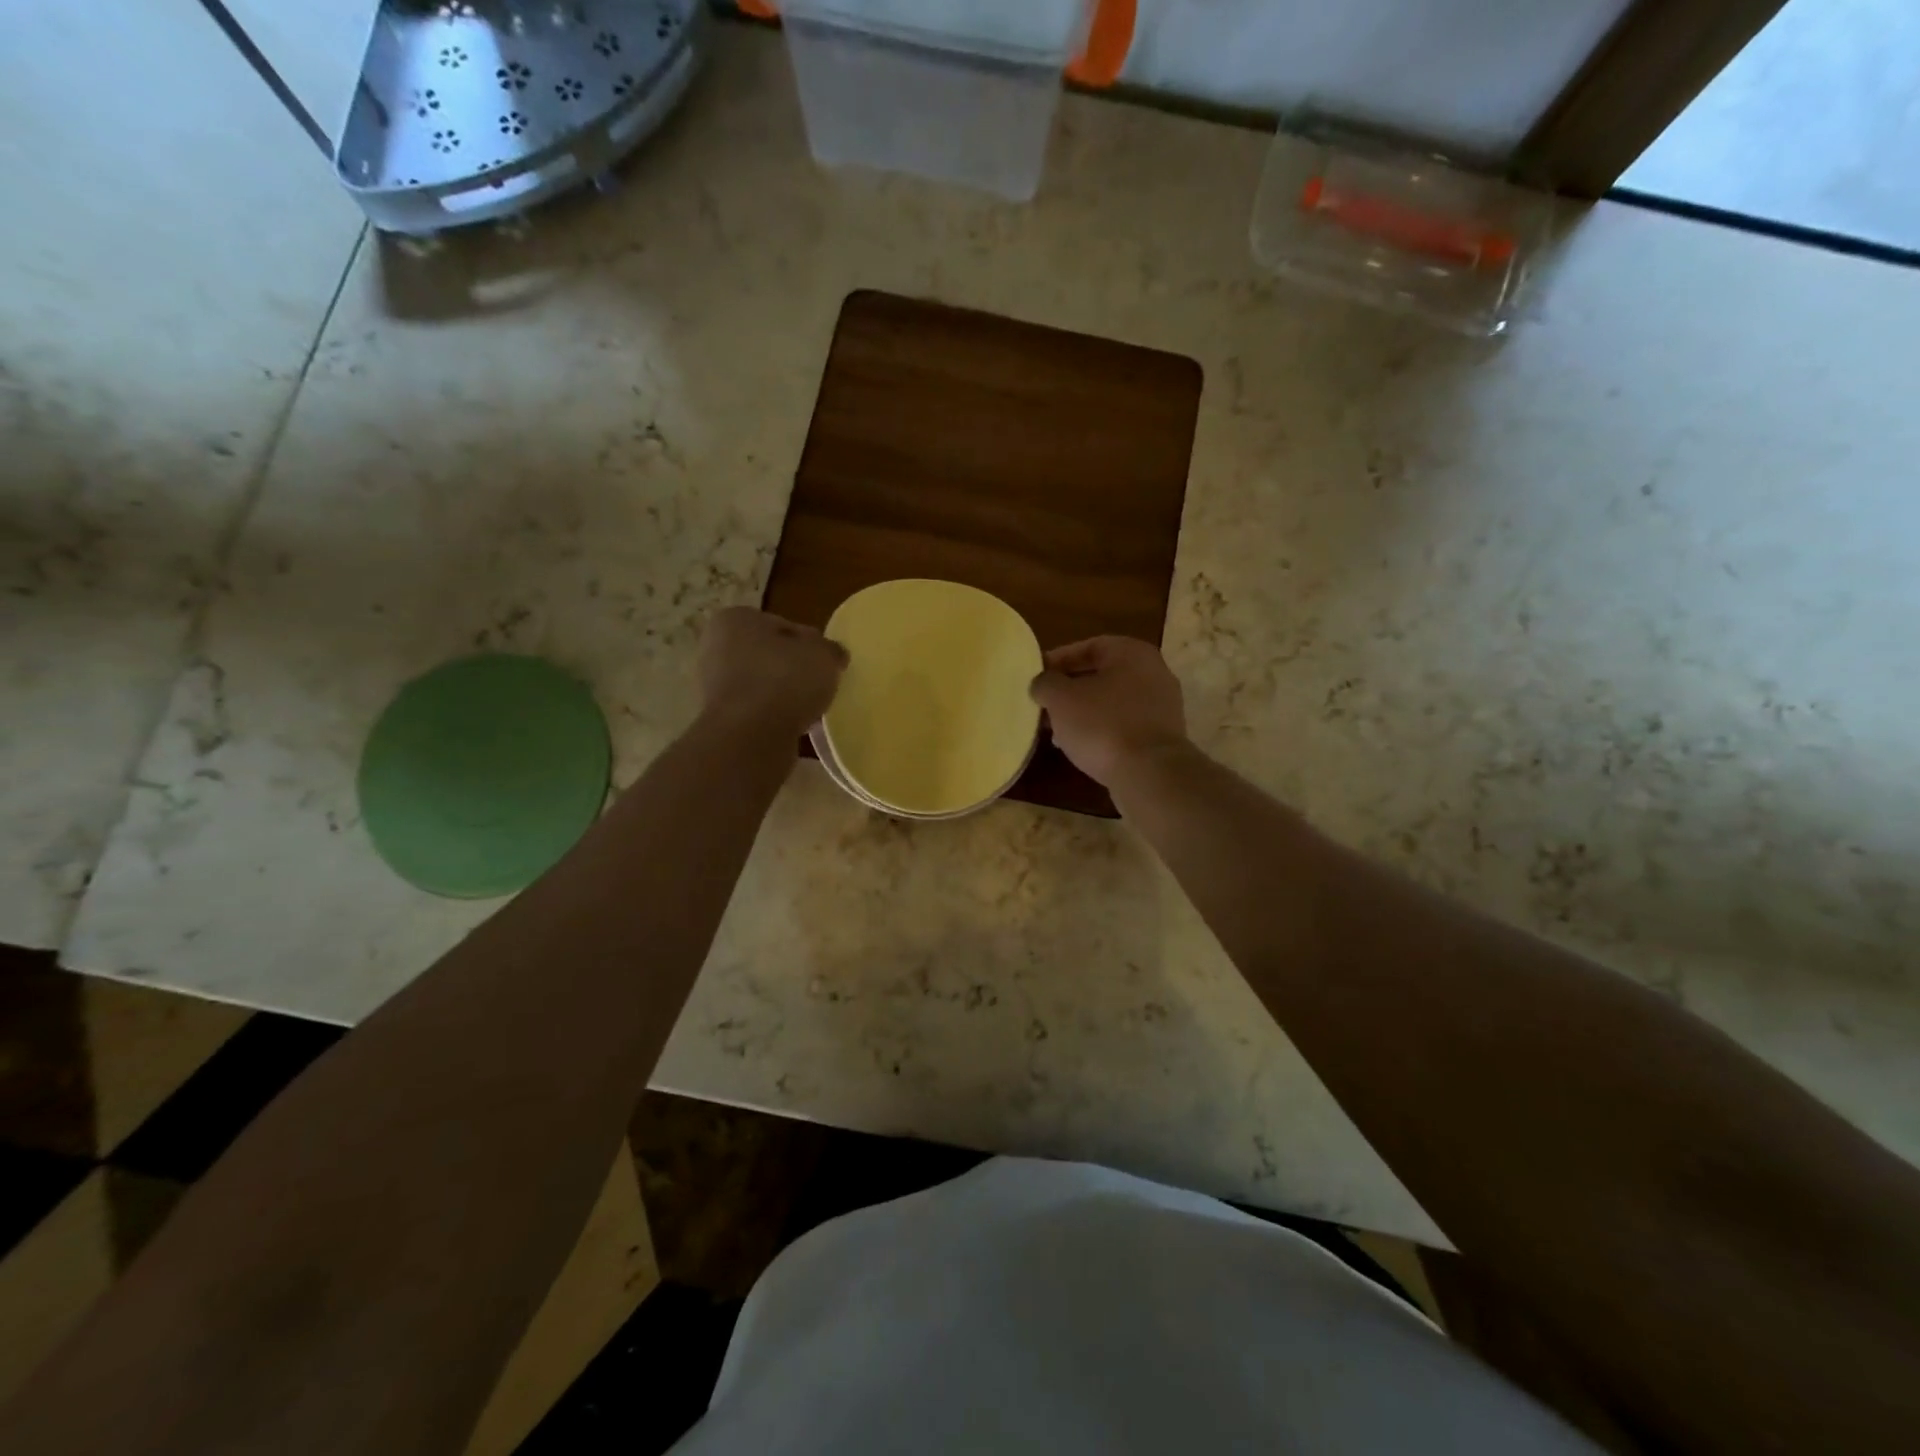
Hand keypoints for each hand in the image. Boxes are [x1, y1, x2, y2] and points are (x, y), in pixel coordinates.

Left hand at [699, 607, 847, 737]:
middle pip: (768, 656)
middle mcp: (716, 647)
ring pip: (761, 685)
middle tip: (819, 685)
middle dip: (792, 669)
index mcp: (735, 619)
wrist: (749, 736)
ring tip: (810, 709)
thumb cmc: (784, 679)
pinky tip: (793, 726)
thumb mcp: (823, 654)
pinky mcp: (719, 718)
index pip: (782, 625)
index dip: (809, 643)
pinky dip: (774, 717)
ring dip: (783, 695)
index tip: (826, 661)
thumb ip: (830, 650)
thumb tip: (832, 654)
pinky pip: (756, 711)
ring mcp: (712, 686)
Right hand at [1029, 636, 1187, 787]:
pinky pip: (1124, 724)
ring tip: (1056, 729)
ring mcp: (1162, 706)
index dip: (1059, 659)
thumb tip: (1042, 683)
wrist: (1149, 773)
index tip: (1037, 676)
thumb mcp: (1061, 698)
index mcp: (1132, 653)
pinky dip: (1101, 730)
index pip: (1089, 646)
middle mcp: (1153, 672)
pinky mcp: (1162, 736)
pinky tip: (1080, 747)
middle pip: (1102, 675)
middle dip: (1069, 690)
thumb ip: (1045, 683)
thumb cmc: (1103, 724)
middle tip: (1044, 704)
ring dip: (1083, 712)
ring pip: (1112, 702)